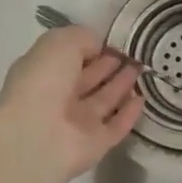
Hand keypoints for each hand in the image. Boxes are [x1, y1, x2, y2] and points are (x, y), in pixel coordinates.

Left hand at [0, 27, 144, 182]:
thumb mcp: (60, 43)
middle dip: (110, 65)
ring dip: (122, 84)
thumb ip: (83, 38)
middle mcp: (58, 98)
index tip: (116, 39)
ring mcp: (76, 123)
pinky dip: (129, 113)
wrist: (37, 138)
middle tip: (135, 52)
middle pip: (89, 79)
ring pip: (104, 100)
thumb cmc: (44, 82)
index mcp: (42, 72)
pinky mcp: (95, 144)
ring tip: (143, 67)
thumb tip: (99, 47)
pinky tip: (142, 98)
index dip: (92, 47)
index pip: (70, 57)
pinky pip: (116, 126)